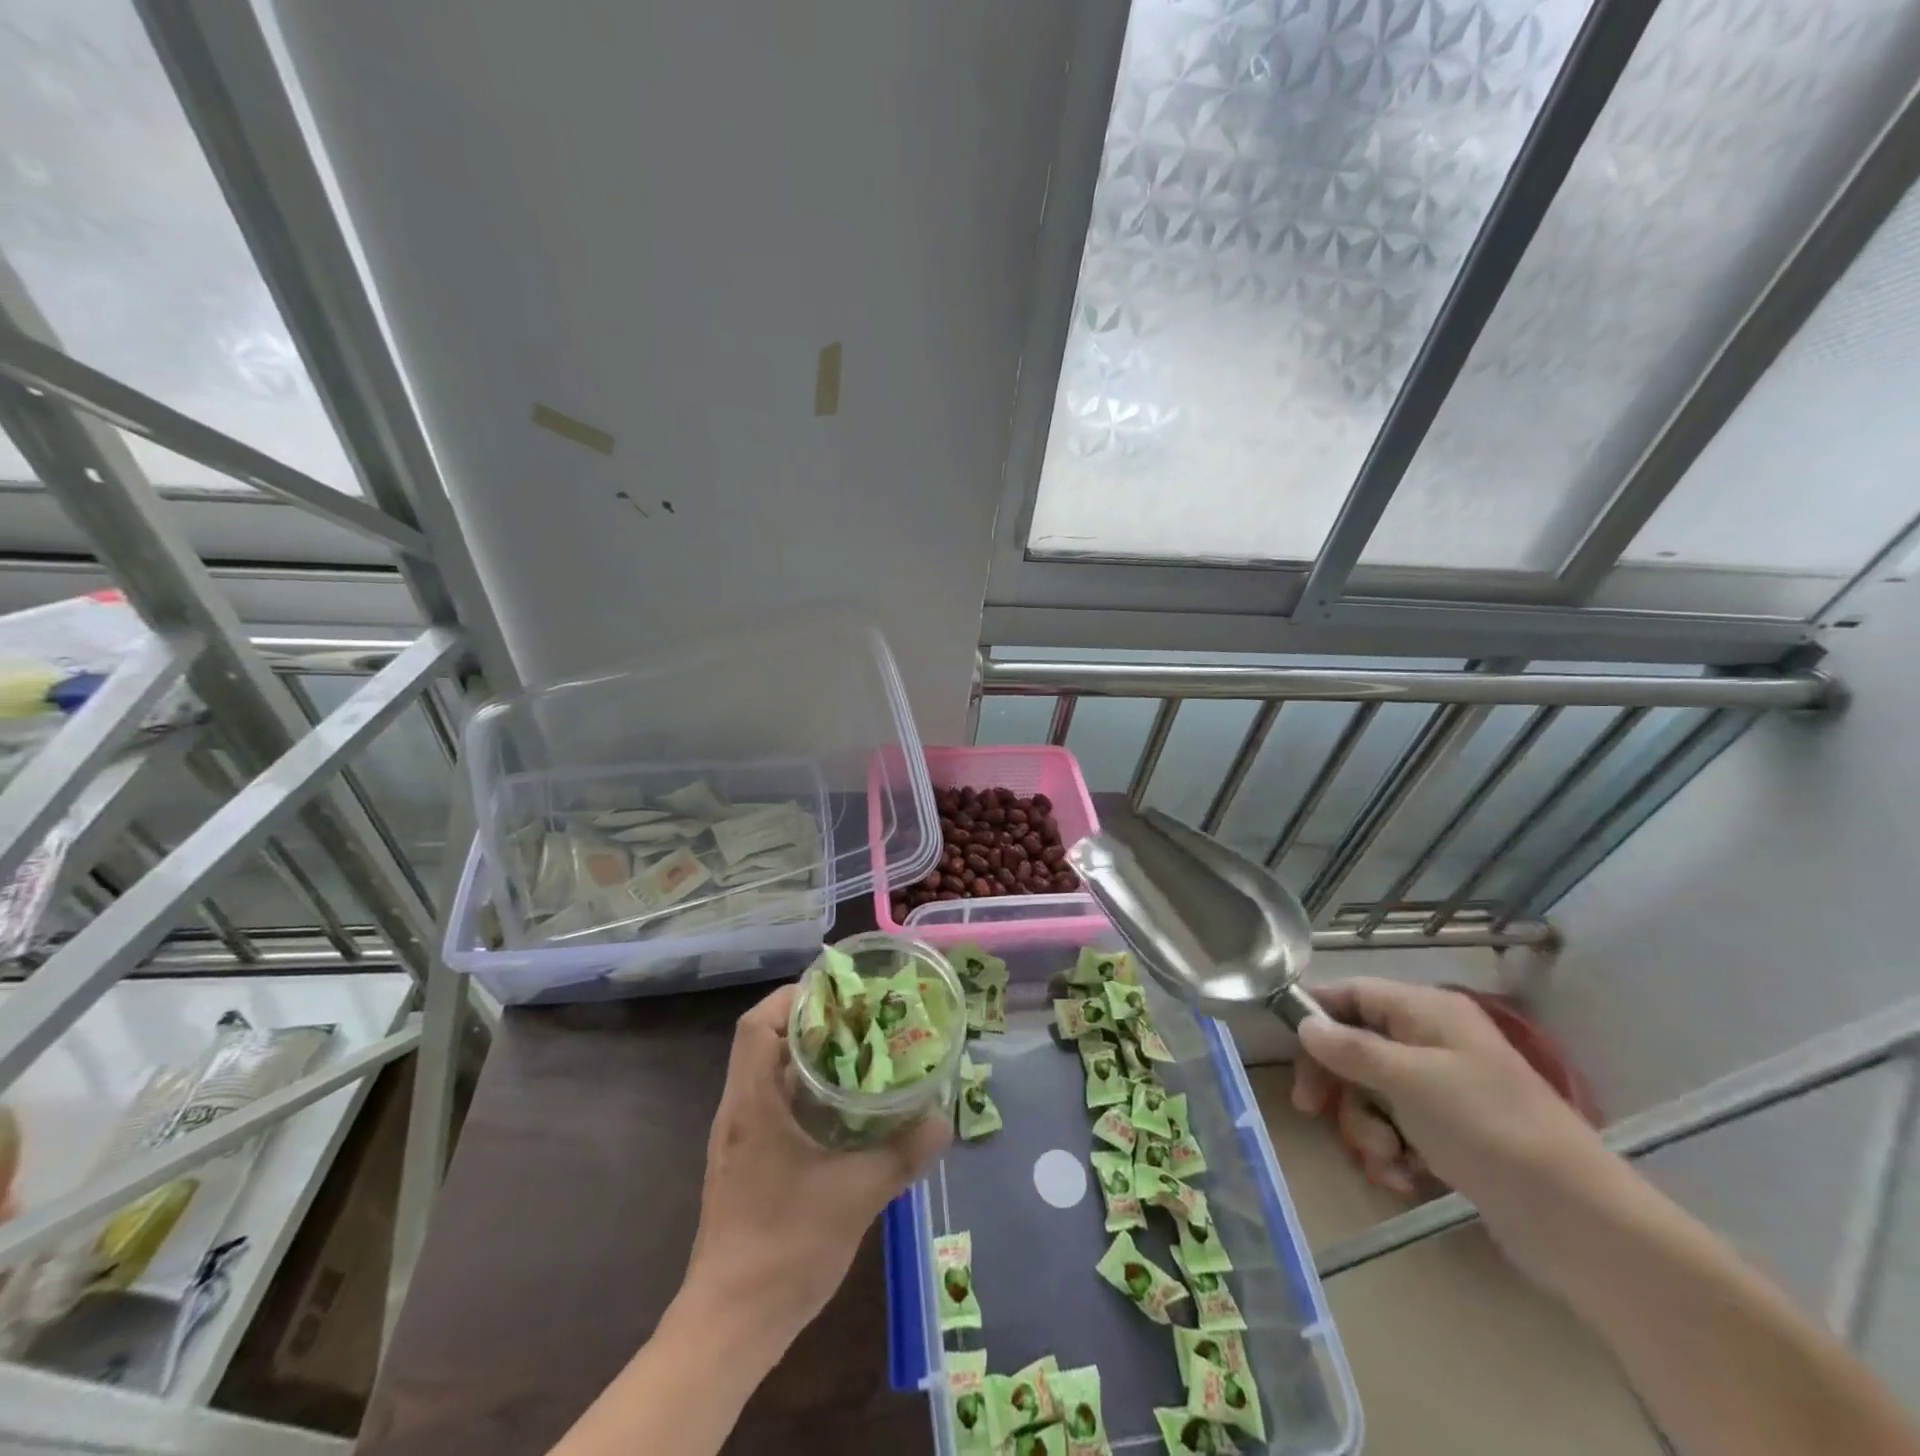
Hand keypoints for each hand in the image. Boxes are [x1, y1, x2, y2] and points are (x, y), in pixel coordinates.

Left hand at [679, 984, 950, 1358]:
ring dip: (810, 1057)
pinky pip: (774, 1104)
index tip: (839, 994)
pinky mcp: (746, 1162)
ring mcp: (739, 1139)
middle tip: (863, 1019)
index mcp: (753, 1105)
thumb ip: (902, 1154)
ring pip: (770, 1073)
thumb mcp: (855, 1197)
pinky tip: (845, 1109)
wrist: (728, 1327)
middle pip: (765, 1042)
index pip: (756, 1025)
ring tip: (862, 1053)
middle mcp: (739, 1111)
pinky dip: (806, 1091)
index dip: (793, 998)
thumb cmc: (784, 1249)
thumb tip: (943, 1120)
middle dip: (812, 1022)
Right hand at [1291, 978, 1613, 1279]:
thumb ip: (1349, 1048)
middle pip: (1356, 1045)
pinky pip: (1399, 1128)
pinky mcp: (1453, 1134)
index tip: (1289, 1049)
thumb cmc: (1488, 1129)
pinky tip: (1406, 1178)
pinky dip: (1393, 1152)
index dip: (1316, 1014)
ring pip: (1373, 1093)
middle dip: (1337, 1083)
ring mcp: (1444, 1090)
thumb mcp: (1408, 1080)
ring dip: (1366, 1127)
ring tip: (1387, 1160)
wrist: (1580, 1222)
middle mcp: (1433, 1041)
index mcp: (1427, 1012)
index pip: (1352, 993)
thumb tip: (1304, 1023)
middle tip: (1313, 1112)